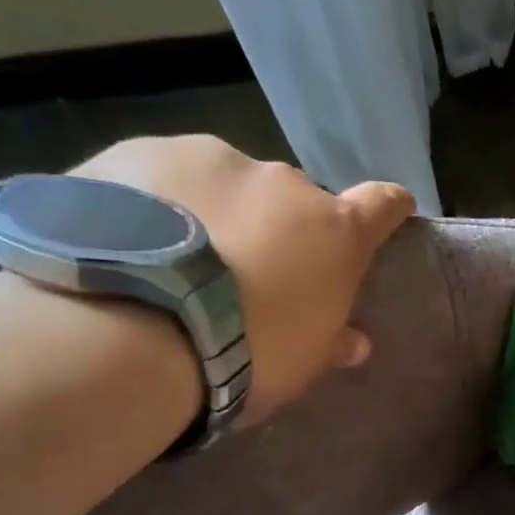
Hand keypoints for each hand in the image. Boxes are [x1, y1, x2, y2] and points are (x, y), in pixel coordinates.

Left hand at [71, 136, 414, 424]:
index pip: (380, 205)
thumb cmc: (246, 356)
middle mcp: (283, 183)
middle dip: (277, 226)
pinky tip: (126, 240)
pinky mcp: (140, 151)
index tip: (387, 211)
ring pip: (226, 182)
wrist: (136, 330)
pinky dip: (155, 202)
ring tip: (175, 259)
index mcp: (335, 233)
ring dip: (215, 210)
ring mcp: (212, 159)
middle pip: (293, 198)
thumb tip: (355, 342)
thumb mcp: (300, 364)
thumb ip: (330, 342)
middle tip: (246, 270)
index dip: (385, 209)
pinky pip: (160, 176)